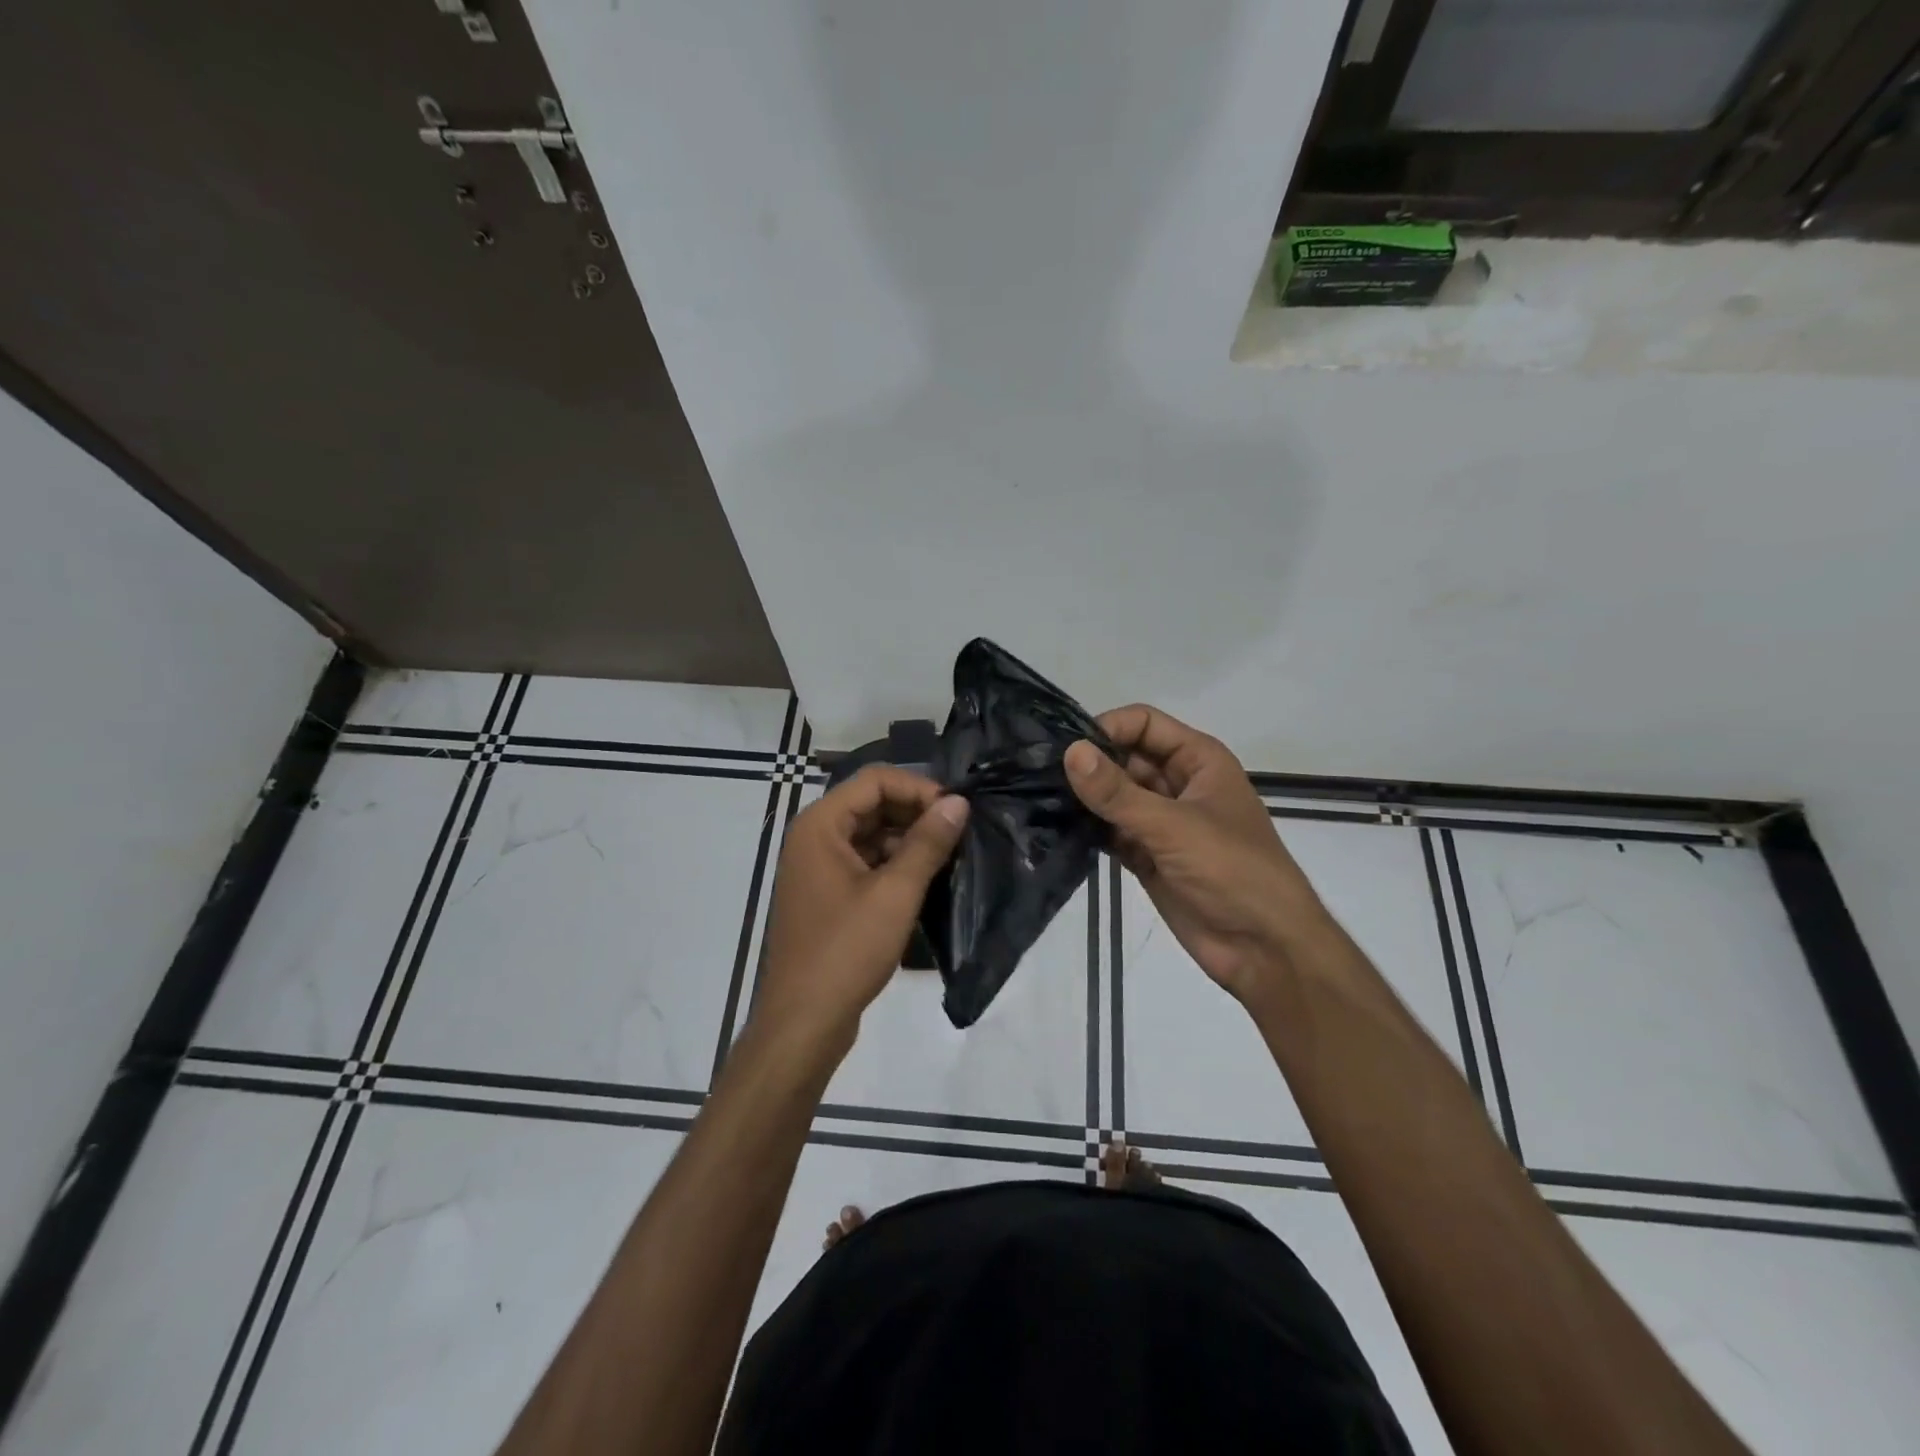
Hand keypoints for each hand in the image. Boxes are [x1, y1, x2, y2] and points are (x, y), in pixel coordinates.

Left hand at [752, 766, 969, 1055]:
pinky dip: (894, 864)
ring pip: (870, 834)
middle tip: (958, 833)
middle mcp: (814, 837)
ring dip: (908, 839)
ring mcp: (818, 867)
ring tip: (949, 856)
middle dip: (915, 812)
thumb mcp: (895, 893)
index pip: (875, 780)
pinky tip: (926, 880)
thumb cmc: (846, 950)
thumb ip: (928, 842)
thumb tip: (958, 802)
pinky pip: (865, 862)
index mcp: (820, 825)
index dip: (918, 788)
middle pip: (871, 804)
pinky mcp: (827, 895)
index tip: (956, 812)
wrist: (803, 1022)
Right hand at [1064, 706, 1327, 1002]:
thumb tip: (1070, 751)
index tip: (1066, 749)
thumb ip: (1118, 792)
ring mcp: (1161, 821)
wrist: (1264, 949)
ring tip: (1036, 798)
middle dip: (1088, 764)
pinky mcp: (1147, 856)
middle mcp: (1178, 783)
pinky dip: (1087, 830)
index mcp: (1198, 760)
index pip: (1143, 724)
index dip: (1107, 728)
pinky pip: (1110, 831)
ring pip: (1114, 796)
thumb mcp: (1174, 826)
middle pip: (1124, 757)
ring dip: (1083, 798)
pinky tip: (1053, 829)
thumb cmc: (1233, 871)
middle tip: (1036, 772)